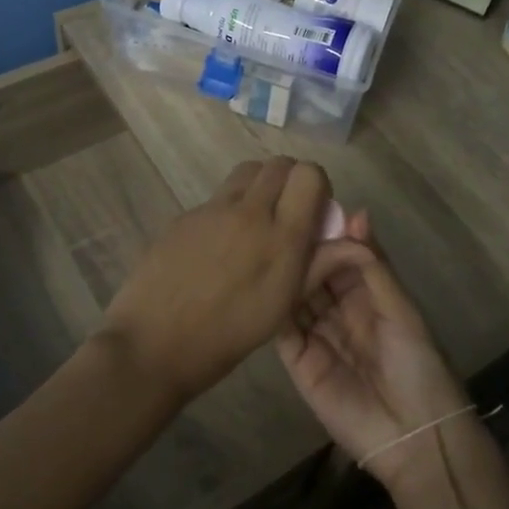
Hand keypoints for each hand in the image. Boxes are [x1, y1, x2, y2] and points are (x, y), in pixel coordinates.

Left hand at [101, 157, 330, 402]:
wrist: (153, 345)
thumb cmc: (226, 337)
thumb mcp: (282, 306)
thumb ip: (318, 265)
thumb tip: (355, 242)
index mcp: (281, 237)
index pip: (309, 174)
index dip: (317, 186)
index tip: (313, 212)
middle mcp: (249, 212)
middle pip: (278, 164)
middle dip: (290, 180)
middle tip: (286, 213)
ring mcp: (211, 210)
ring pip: (246, 172)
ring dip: (259, 186)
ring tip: (254, 224)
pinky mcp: (184, 215)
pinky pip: (217, 197)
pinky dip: (228, 208)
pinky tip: (217, 247)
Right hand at [276, 213, 470, 487]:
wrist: (413, 434)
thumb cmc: (417, 364)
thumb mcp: (401, 308)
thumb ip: (372, 265)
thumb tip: (355, 212)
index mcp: (368, 295)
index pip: (341, 257)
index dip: (328, 235)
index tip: (308, 208)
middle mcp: (339, 311)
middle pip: (315, 274)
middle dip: (304, 252)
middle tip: (284, 227)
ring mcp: (317, 335)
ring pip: (296, 296)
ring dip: (287, 275)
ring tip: (272, 247)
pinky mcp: (298, 361)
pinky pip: (282, 328)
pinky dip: (274, 307)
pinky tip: (265, 283)